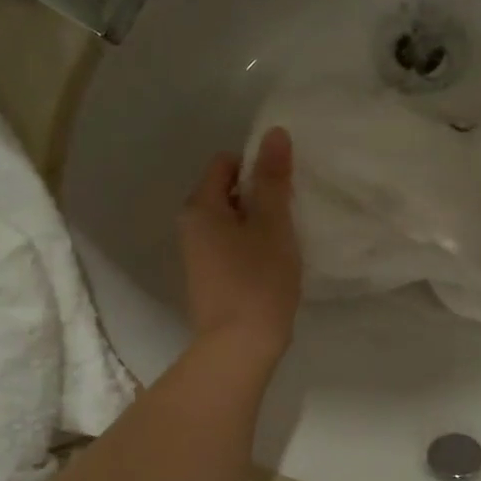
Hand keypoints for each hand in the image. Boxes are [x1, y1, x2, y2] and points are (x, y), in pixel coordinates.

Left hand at [178, 127, 302, 367]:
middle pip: (225, 192)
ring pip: (229, 222)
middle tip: (290, 211)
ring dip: (256, 223)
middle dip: (258, 195)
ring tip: (285, 238)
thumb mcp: (272, 224)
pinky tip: (272, 263)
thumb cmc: (258, 280)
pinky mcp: (207, 279)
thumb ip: (273, 178)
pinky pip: (229, 246)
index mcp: (200, 207)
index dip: (255, 166)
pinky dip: (249, 246)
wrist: (239, 347)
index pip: (224, 164)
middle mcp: (190, 226)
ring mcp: (196, 255)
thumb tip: (273, 133)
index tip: (283, 185)